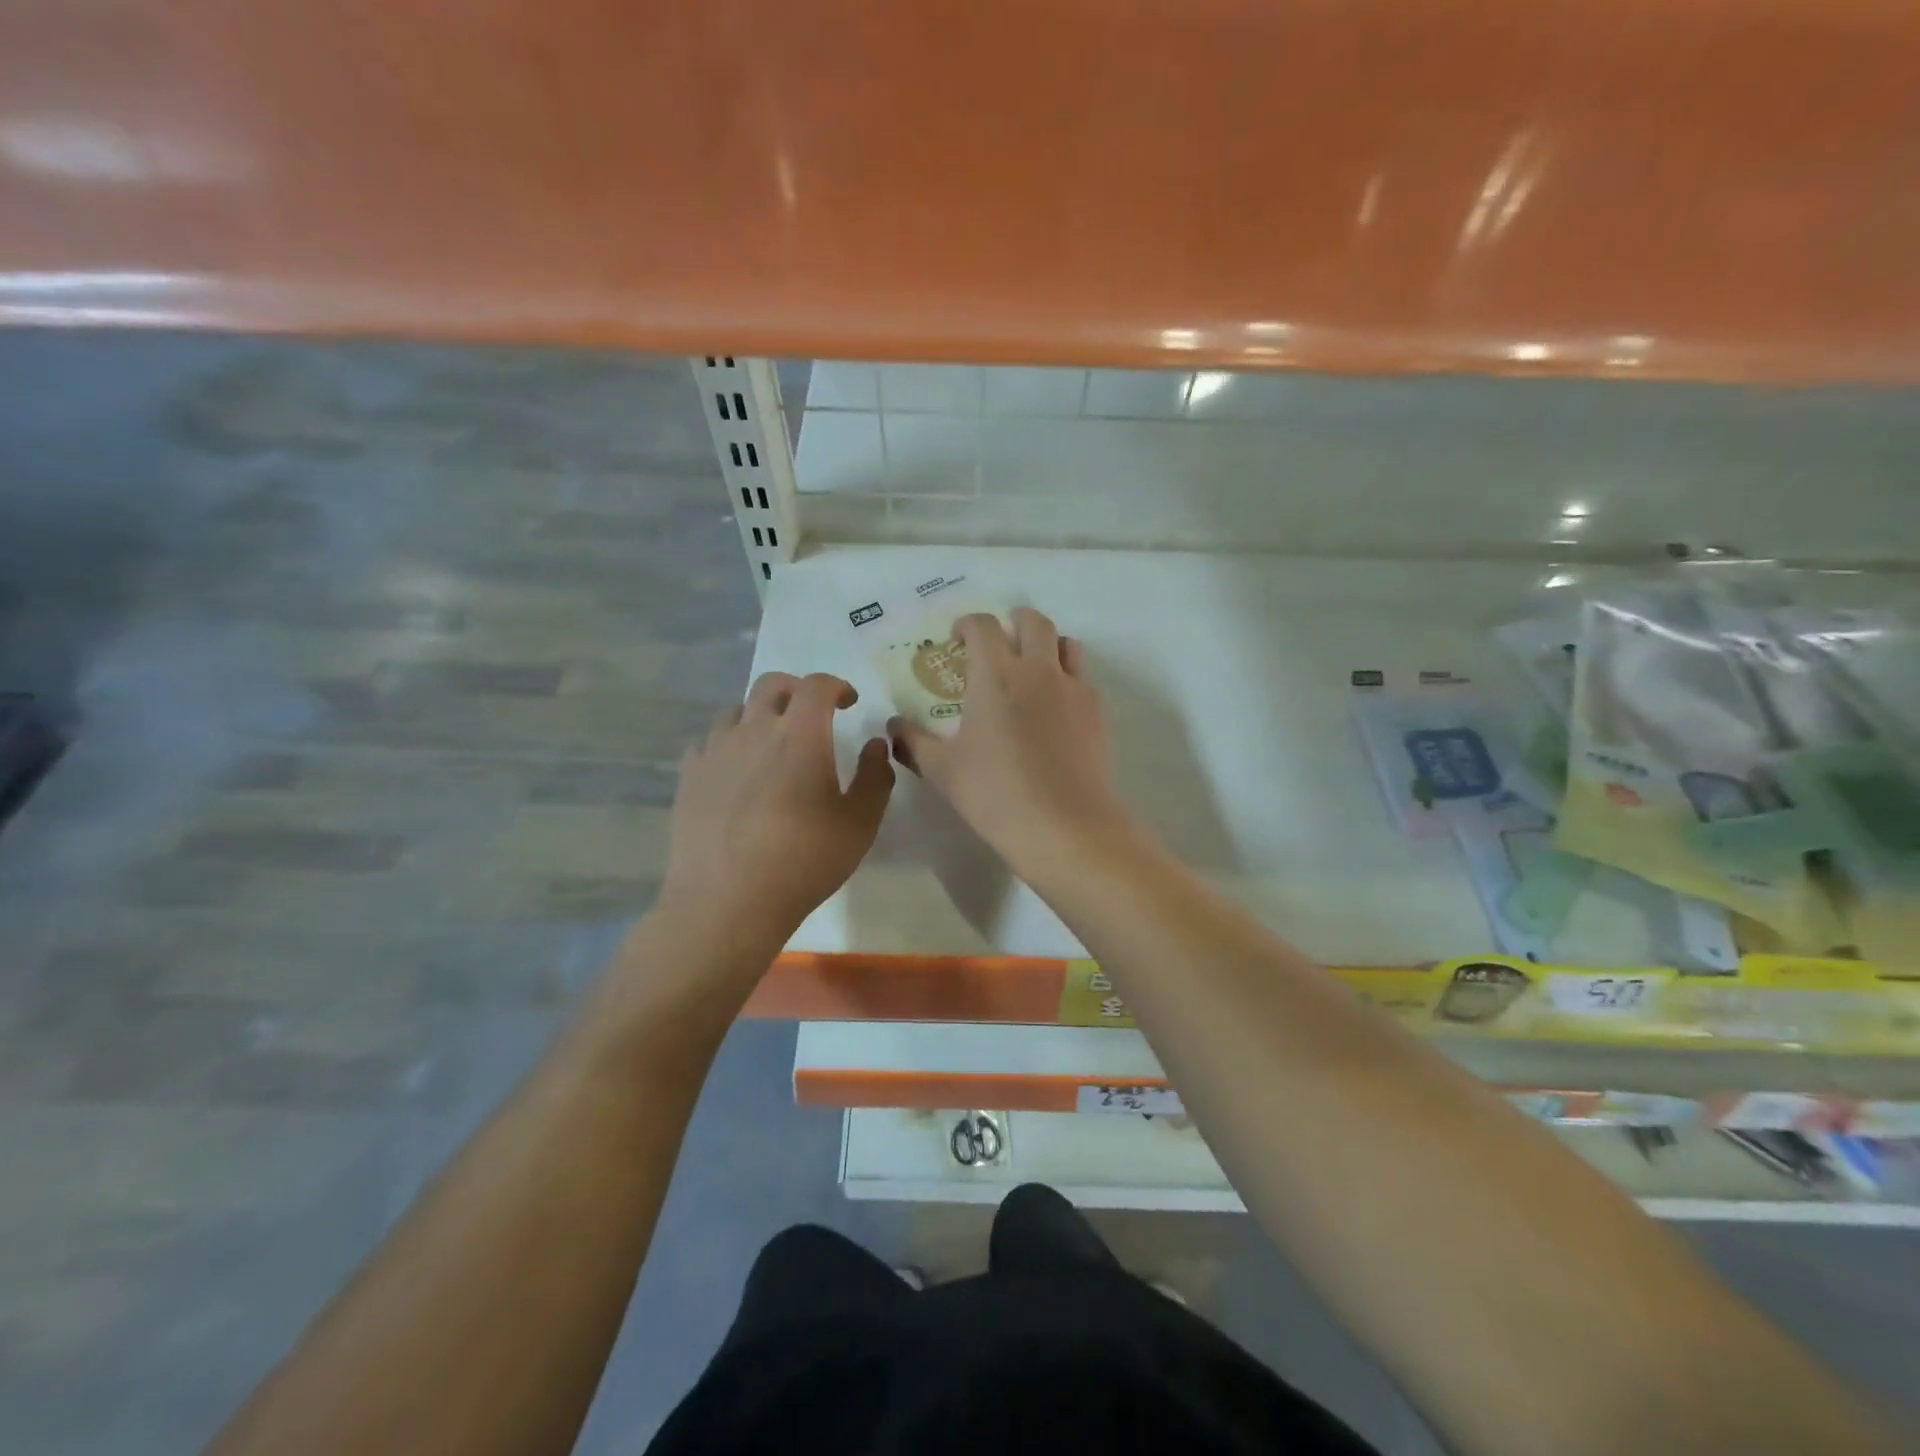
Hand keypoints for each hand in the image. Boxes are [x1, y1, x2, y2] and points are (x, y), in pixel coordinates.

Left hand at [662, 672, 892, 946]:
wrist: (727, 901)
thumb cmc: (803, 860)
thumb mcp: (860, 823)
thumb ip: (875, 776)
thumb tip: (875, 744)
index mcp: (800, 734)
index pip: (817, 685)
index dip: (837, 685)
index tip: (849, 702)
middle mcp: (754, 729)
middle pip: (772, 684)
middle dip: (798, 690)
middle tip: (812, 714)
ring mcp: (715, 750)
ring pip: (737, 710)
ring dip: (761, 715)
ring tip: (772, 743)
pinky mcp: (688, 776)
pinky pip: (709, 741)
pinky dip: (730, 742)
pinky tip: (736, 770)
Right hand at [890, 608, 1129, 870]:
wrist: (1066, 826)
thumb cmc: (996, 795)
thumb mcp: (943, 771)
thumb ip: (914, 742)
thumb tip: (893, 727)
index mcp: (996, 676)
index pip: (983, 626)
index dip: (968, 624)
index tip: (958, 639)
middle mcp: (1038, 670)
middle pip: (1032, 621)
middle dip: (1013, 621)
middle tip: (998, 643)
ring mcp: (1073, 689)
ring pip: (1065, 644)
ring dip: (1046, 645)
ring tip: (1031, 669)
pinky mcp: (1097, 712)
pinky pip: (1082, 677)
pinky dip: (1067, 677)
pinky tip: (1055, 707)